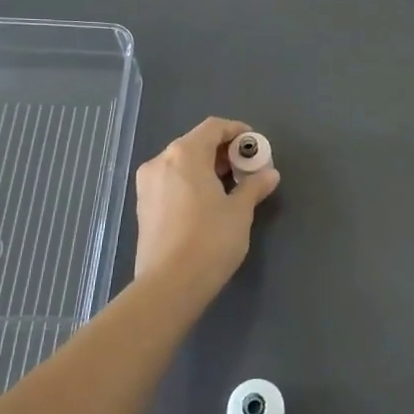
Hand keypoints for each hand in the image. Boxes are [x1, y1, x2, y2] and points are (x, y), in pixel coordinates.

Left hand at [133, 117, 280, 294]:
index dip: (237, 132)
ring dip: (207, 168)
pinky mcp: (143, 207)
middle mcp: (161, 162)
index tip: (255, 147)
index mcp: (185, 154)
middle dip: (223, 152)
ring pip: (181, 164)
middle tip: (247, 170)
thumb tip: (269, 174)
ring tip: (230, 188)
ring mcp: (147, 185)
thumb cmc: (210, 240)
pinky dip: (191, 183)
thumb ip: (254, 186)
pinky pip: (171, 182)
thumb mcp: (240, 211)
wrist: (169, 285)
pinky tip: (208, 204)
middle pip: (195, 143)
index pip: (213, 127)